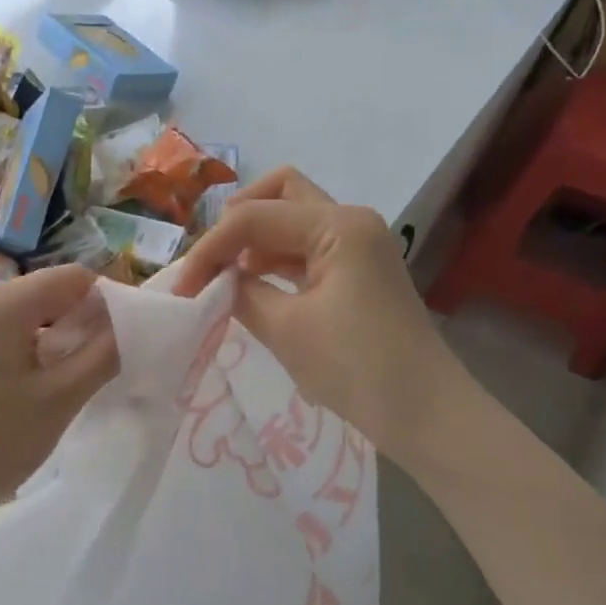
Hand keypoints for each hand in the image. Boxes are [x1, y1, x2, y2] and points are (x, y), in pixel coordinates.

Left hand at [0, 265, 117, 523]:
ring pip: (38, 318)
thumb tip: (133, 321)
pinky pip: (17, 337)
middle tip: (113, 369)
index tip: (132, 344)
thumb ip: (105, 353)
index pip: (76, 277)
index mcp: (4, 300)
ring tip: (83, 384)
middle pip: (56, 294)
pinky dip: (42, 355)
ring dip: (67, 343)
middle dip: (89, 324)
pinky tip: (51, 391)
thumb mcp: (60, 398)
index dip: (111, 304)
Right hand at [176, 167, 470, 447]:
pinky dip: (274, 259)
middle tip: (211, 260)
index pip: (254, 216)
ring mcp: (358, 244)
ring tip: (224, 277)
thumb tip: (217, 281)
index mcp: (338, 225)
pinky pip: (305, 247)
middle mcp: (350, 221)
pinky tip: (252, 286)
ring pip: (293, 218)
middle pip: (280, 193)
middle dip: (237, 219)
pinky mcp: (358, 270)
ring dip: (255, 239)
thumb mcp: (284, 329)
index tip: (182, 287)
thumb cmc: (354, 367)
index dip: (211, 248)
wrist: (422, 411)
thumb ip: (241, 293)